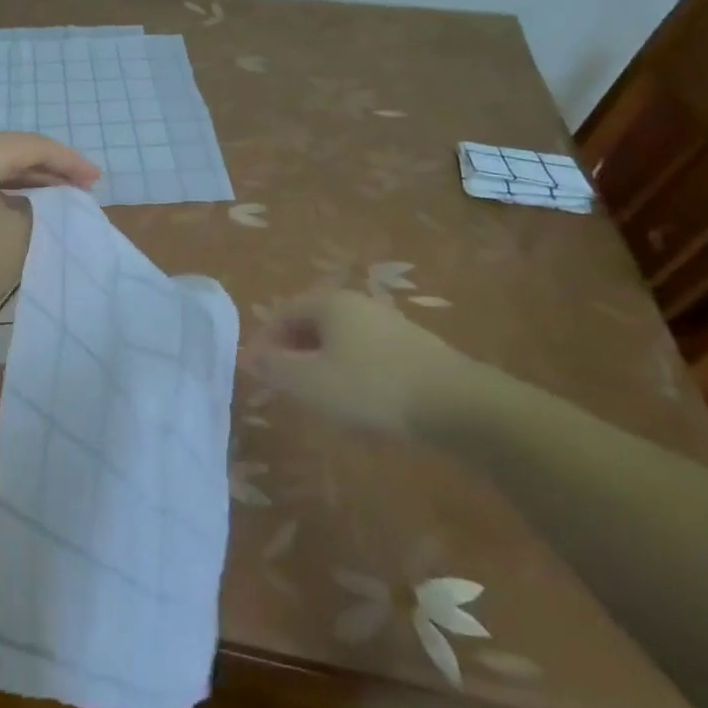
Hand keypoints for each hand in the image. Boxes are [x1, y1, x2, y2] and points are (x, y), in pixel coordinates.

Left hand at [0, 133, 100, 336]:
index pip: (32, 146)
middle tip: (79, 188)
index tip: (95, 182)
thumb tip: (28, 201)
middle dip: (45, 169)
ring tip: (52, 197)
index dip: (69, 162)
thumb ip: (37, 206)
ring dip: (19, 180)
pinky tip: (13, 206)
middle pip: (7, 151)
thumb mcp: (19, 234)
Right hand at [244, 290, 489, 434]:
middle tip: (287, 388)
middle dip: (293, 353)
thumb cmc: (372, 387)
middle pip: (310, 324)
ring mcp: (388, 323)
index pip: (281, 313)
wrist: (459, 405)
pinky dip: (352, 373)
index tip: (260, 375)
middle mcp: (357, 303)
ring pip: (339, 340)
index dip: (264, 342)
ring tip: (321, 399)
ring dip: (322, 365)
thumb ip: (273, 367)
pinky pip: (366, 354)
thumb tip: (248, 355)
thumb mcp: (309, 382)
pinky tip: (361, 403)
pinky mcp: (413, 347)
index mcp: (328, 302)